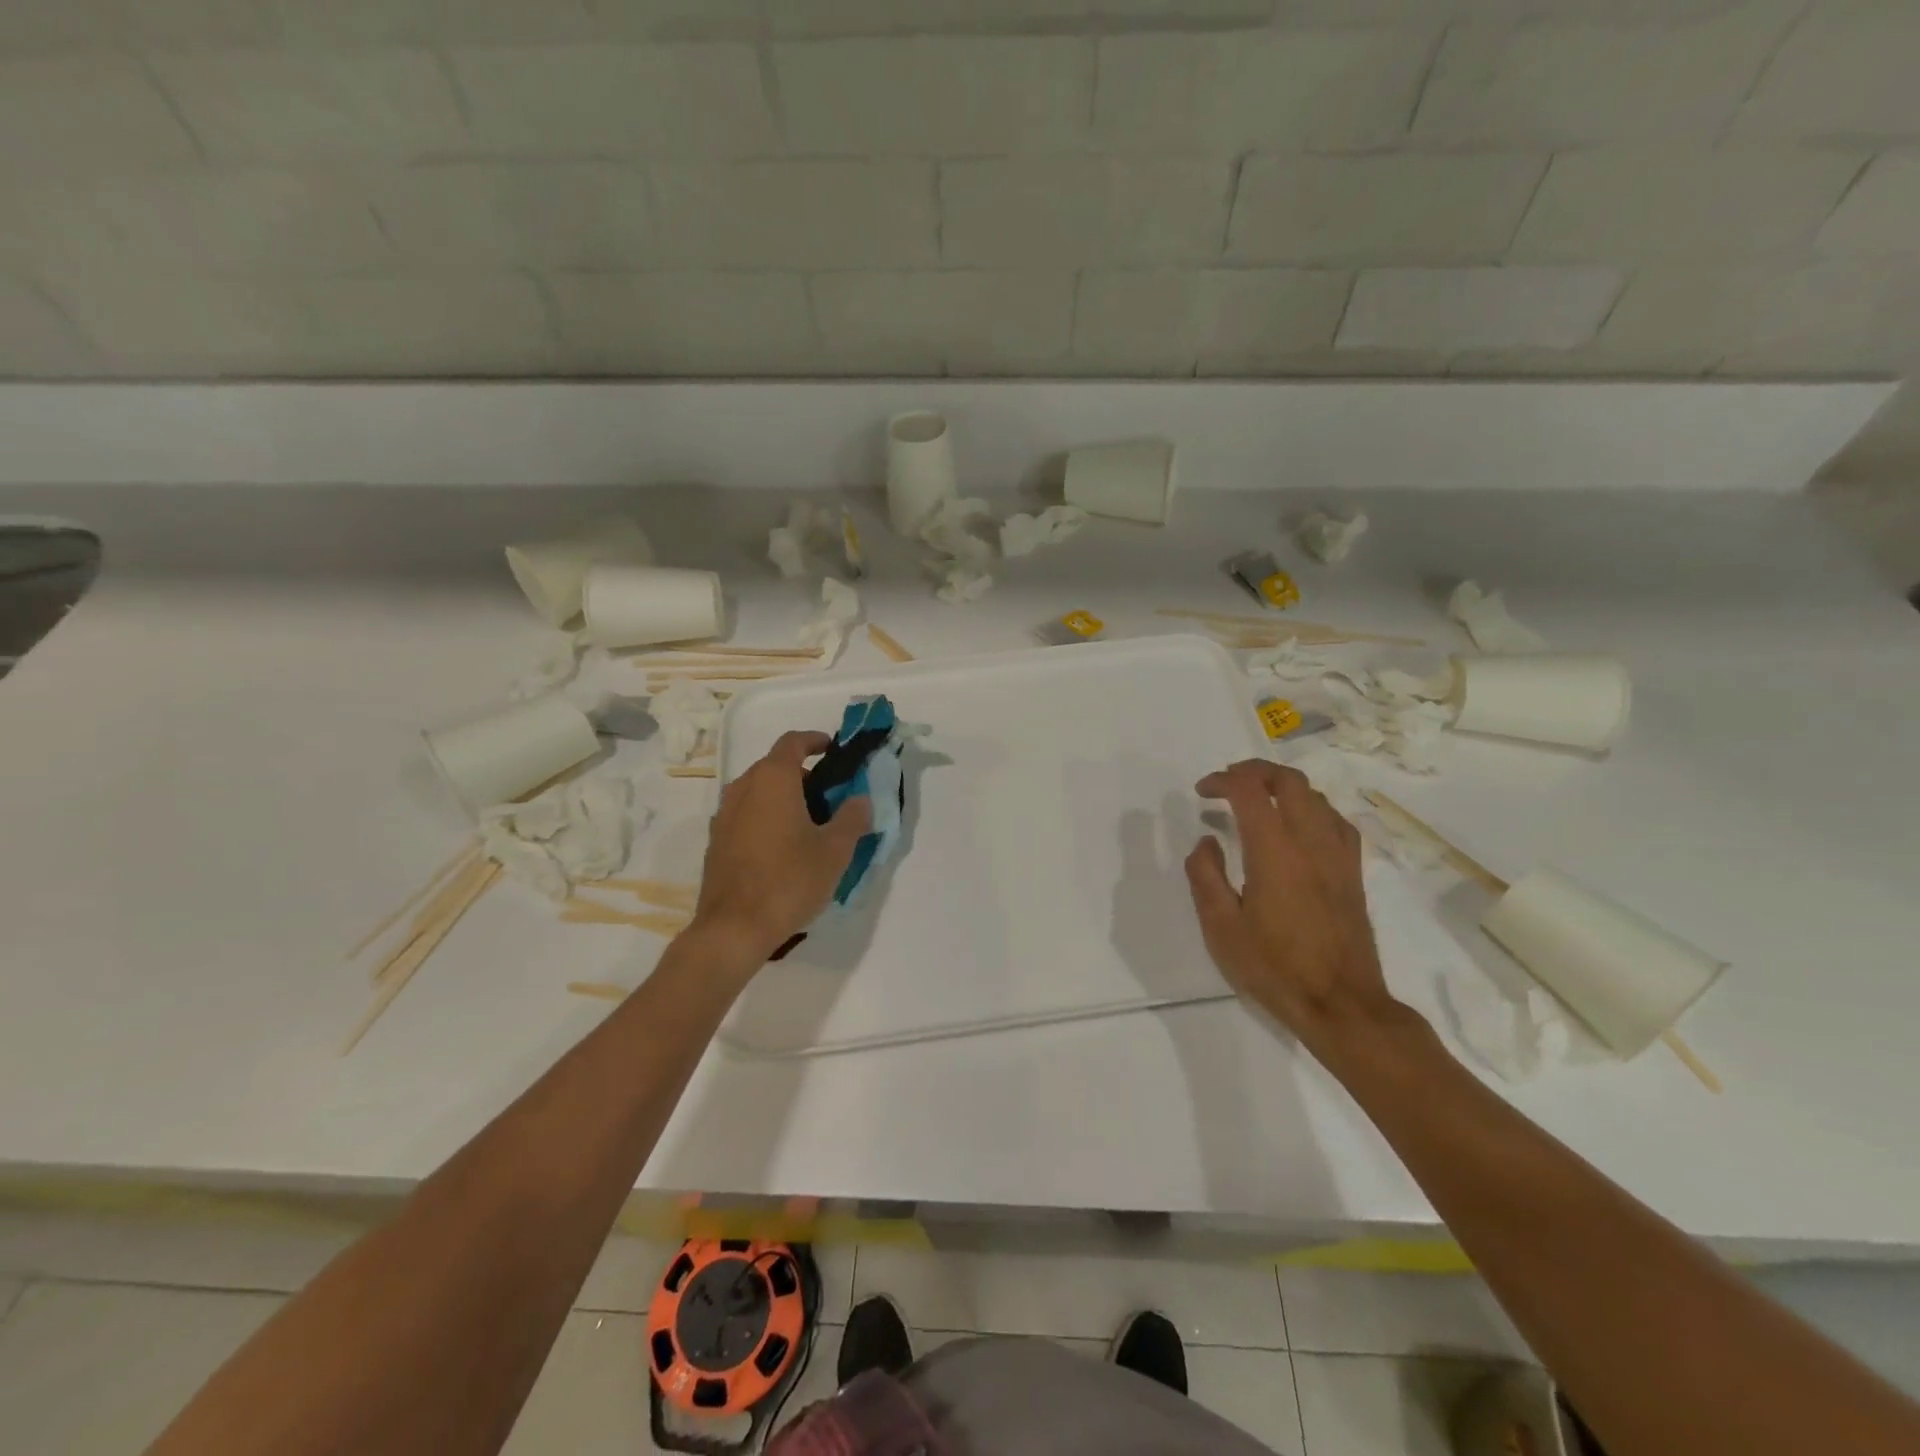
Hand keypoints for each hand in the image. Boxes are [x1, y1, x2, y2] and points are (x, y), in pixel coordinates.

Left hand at [692, 731, 872, 964]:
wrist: (733, 929)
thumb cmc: (789, 881)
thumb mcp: (835, 850)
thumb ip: (852, 818)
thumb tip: (860, 800)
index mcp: (772, 779)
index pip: (793, 742)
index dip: (815, 741)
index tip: (833, 749)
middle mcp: (743, 788)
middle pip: (775, 767)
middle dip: (804, 775)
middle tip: (831, 798)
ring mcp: (724, 815)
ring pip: (758, 792)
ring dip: (784, 798)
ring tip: (810, 825)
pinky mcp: (716, 841)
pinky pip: (746, 815)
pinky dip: (767, 818)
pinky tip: (784, 849)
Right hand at [1185, 760, 1400, 1045]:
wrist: (1341, 1004)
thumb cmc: (1274, 967)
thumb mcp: (1220, 927)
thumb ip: (1206, 876)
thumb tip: (1206, 841)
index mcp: (1274, 851)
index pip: (1249, 790)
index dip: (1222, 780)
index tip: (1202, 791)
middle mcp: (1310, 842)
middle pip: (1289, 781)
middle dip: (1255, 771)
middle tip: (1229, 782)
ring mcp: (1338, 856)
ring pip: (1316, 796)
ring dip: (1283, 787)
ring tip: (1258, 800)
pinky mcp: (1353, 873)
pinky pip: (1336, 821)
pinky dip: (1312, 808)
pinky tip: (1300, 826)